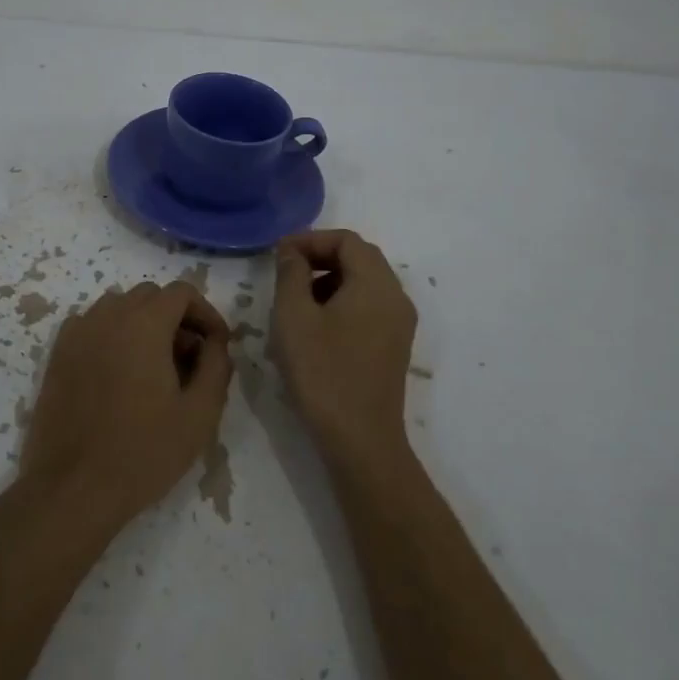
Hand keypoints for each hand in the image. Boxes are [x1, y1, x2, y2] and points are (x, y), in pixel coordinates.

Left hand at [22, 280, 232, 531]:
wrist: (73, 488)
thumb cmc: (144, 452)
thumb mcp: (200, 414)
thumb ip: (216, 366)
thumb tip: (215, 341)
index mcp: (144, 323)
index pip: (182, 292)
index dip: (205, 313)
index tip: (216, 346)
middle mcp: (108, 316)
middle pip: (150, 296)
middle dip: (176, 318)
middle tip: (188, 360)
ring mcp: (78, 333)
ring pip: (119, 307)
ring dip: (143, 323)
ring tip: (154, 367)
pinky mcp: (58, 354)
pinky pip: (92, 325)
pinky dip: (111, 334)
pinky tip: (118, 373)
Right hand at [270, 230, 417, 467]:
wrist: (361, 440)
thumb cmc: (323, 372)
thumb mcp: (294, 317)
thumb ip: (291, 274)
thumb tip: (292, 252)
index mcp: (376, 283)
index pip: (347, 240)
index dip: (310, 239)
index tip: (279, 254)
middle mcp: (396, 297)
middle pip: (359, 258)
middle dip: (320, 257)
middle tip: (285, 271)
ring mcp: (399, 324)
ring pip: (364, 283)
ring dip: (330, 280)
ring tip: (296, 300)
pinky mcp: (394, 346)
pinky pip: (369, 307)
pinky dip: (342, 302)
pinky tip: (315, 326)